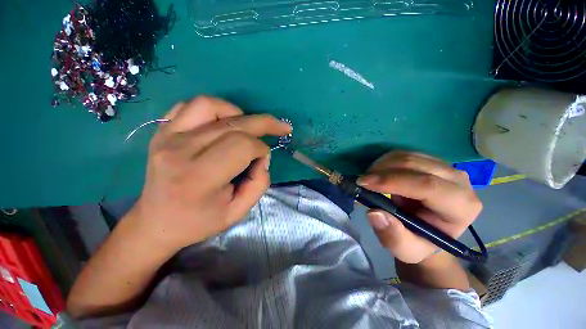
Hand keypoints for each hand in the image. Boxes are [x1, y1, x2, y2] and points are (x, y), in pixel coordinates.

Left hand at [128, 96, 290, 252]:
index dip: (261, 149)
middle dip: (264, 124)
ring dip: (238, 114)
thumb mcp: (238, 212)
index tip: (263, 159)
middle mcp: (181, 151)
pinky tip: (224, 122)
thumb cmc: (199, 221)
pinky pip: (191, 105)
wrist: (156, 221)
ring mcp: (167, 136)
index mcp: (199, 178)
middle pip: (233, 124)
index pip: (242, 146)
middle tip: (281, 127)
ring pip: (211, 106)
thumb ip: (259, 183)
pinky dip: (215, 108)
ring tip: (247, 128)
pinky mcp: (162, 131)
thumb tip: (262, 157)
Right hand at [357, 151, 481, 263]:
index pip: (427, 186)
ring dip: (382, 165)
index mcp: (460, 207)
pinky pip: (405, 154)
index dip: (392, 181)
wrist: (428, 231)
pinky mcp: (433, 161)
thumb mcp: (406, 249)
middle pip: (416, 165)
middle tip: (362, 181)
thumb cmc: (419, 242)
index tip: (363, 183)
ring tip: (370, 179)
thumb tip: (373, 212)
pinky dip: (386, 161)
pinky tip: (379, 173)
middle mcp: (459, 181)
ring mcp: (447, 167)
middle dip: (382, 170)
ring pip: (408, 155)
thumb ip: (393, 236)